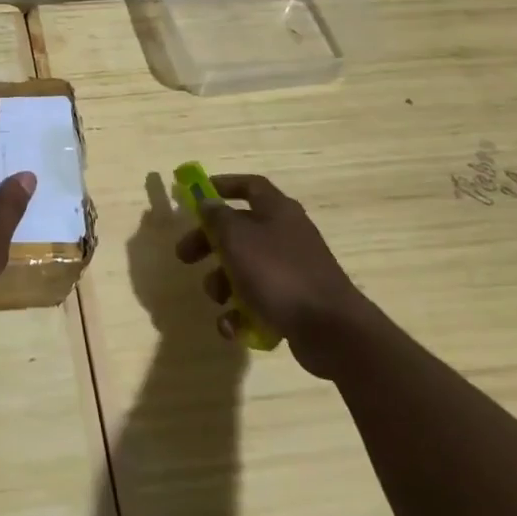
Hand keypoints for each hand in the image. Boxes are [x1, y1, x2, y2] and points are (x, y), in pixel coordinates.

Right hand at [175, 174, 371, 377]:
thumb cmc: (278, 273)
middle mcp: (286, 235)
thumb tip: (207, 202)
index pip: (250, 186)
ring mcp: (293, 271)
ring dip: (223, 283)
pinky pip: (259, 301)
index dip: (223, 185)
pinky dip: (241, 313)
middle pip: (239, 230)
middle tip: (185, 257)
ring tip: (217, 299)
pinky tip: (231, 327)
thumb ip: (217, 217)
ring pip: (245, 269)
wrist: (331, 330)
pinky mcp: (295, 303)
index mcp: (277, 211)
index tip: (197, 196)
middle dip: (209, 244)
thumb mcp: (237, 238)